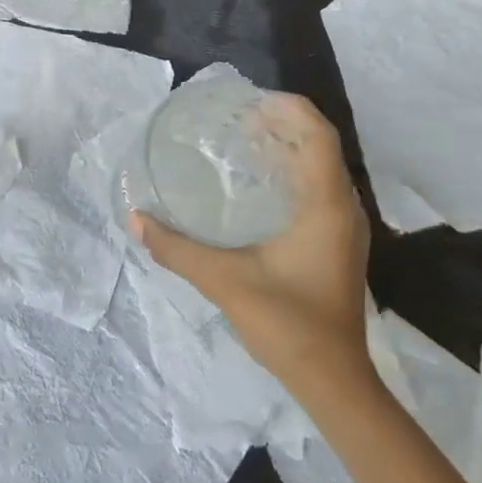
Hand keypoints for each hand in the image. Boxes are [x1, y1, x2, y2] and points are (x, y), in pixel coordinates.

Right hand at [131, 92, 373, 397]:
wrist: (332, 379)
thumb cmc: (286, 322)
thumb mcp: (225, 280)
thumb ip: (177, 249)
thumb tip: (135, 219)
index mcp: (326, 206)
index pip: (317, 135)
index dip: (289, 108)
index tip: (251, 103)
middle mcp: (344, 208)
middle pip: (322, 145)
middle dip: (285, 123)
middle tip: (241, 119)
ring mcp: (347, 229)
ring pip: (324, 168)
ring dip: (292, 148)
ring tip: (248, 143)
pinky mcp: (340, 245)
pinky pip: (322, 189)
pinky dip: (296, 173)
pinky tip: (263, 186)